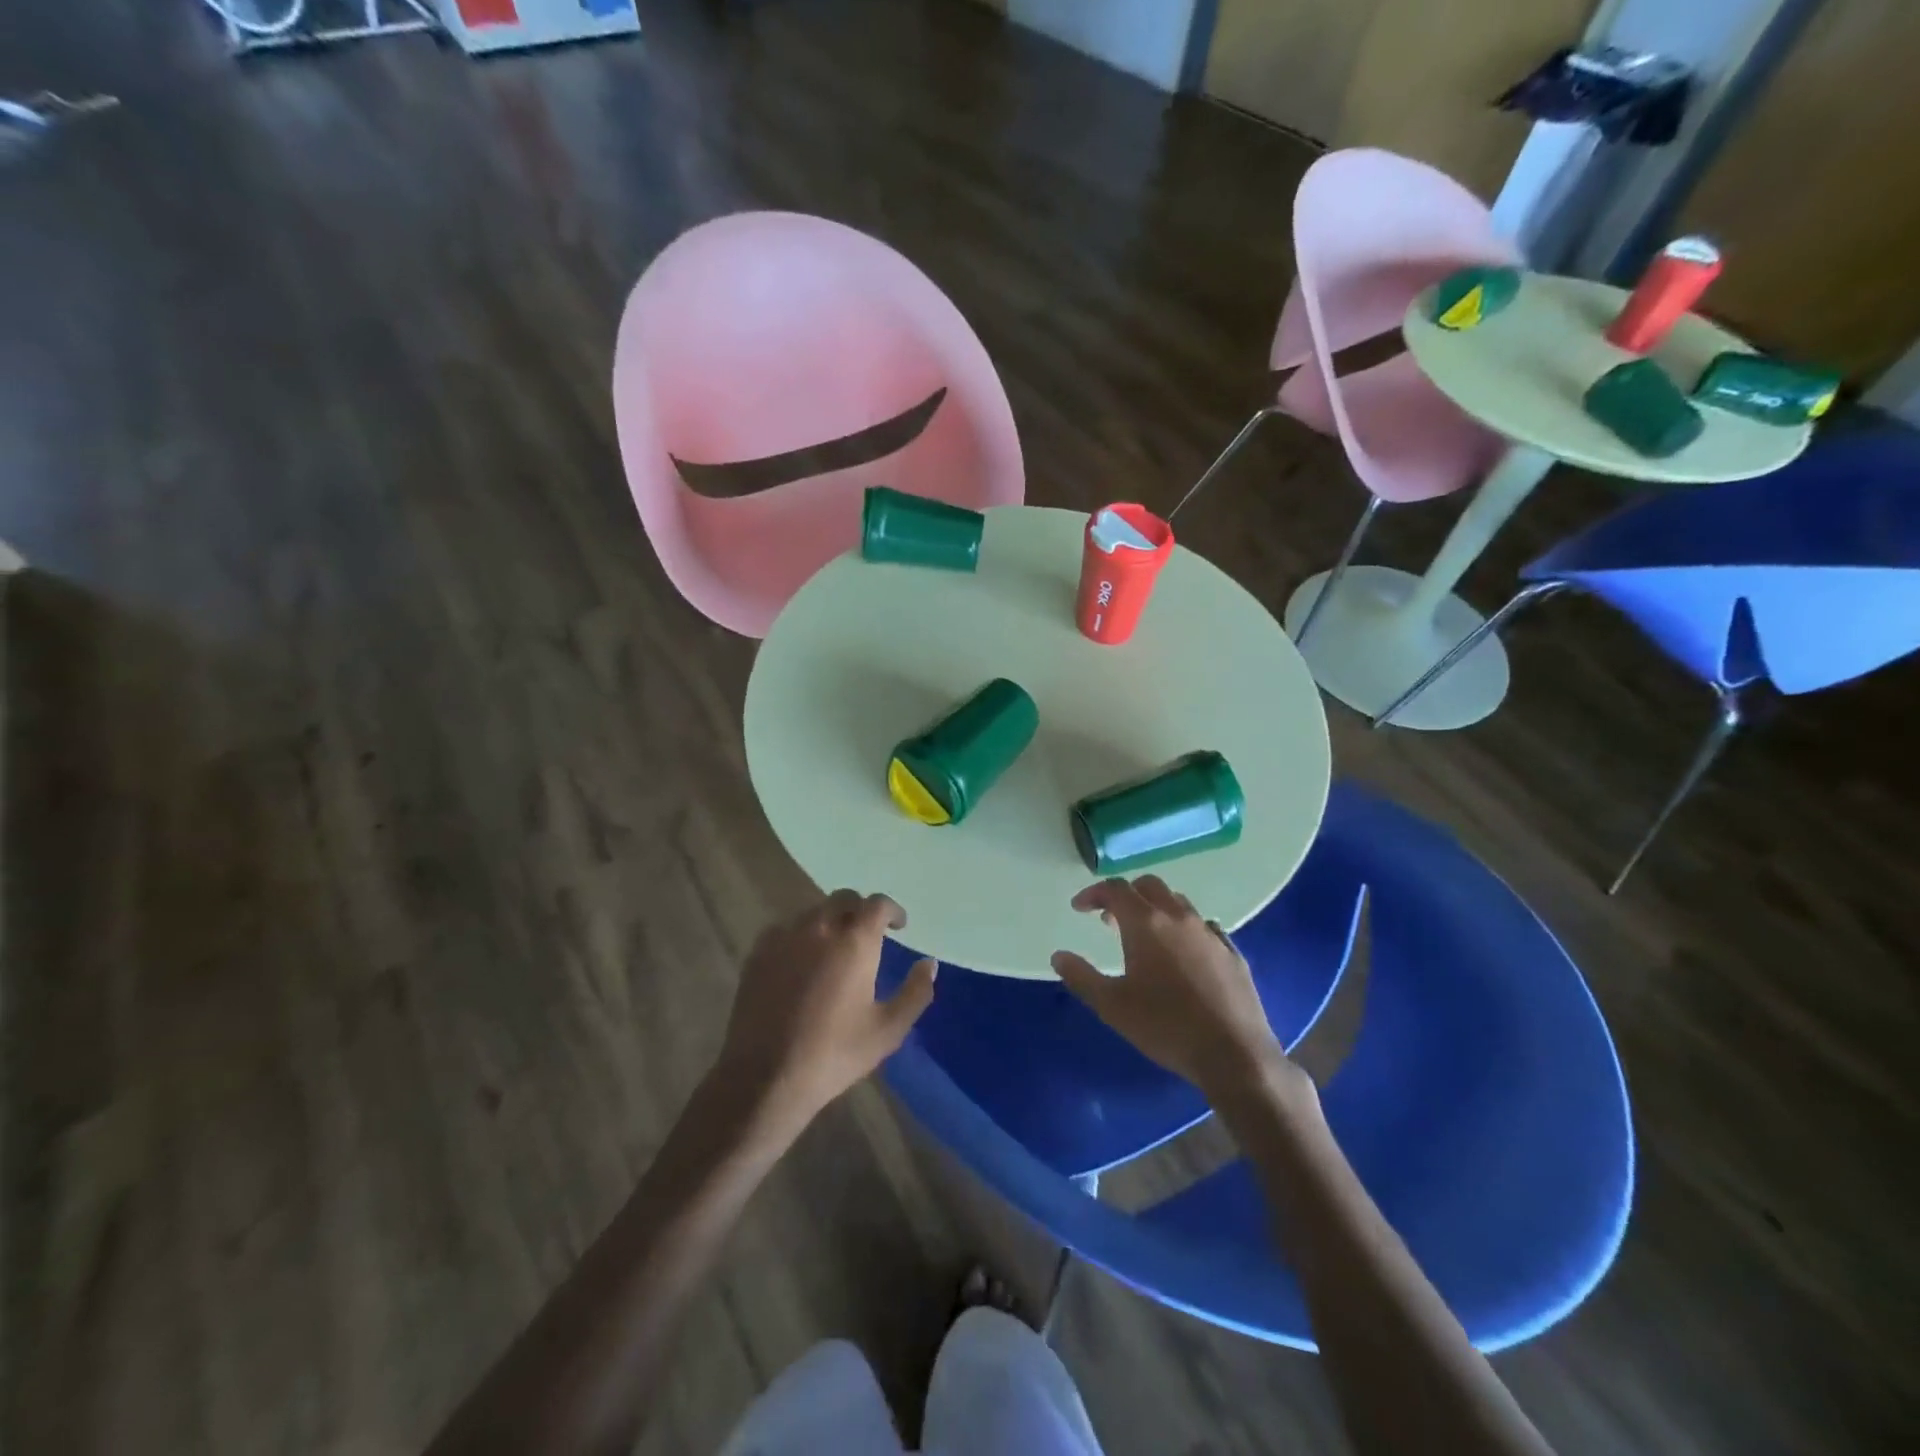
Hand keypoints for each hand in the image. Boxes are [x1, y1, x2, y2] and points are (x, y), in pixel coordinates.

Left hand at [715, 890, 936, 1126]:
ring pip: (813, 912)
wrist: (765, 1077)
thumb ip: (915, 992)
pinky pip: (785, 929)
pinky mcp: (758, 953)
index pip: (878, 904)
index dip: (892, 910)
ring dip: (830, 921)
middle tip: (868, 934)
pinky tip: (800, 961)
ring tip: (834, 948)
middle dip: (860, 910)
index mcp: (855, 942)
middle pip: (843, 899)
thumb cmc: (834, 1054)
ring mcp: (784, 937)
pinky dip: (800, 936)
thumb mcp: (888, 1030)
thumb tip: (929, 964)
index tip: (899, 926)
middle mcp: (819, 928)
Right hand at [1051, 875, 1291, 1098]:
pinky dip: (1186, 930)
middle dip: (1126, 896)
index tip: (1079, 908)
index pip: (1115, 889)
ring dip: (1157, 909)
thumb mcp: (1112, 1006)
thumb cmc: (1165, 1027)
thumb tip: (1059, 956)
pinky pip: (1205, 927)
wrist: (1234, 1054)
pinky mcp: (1232, 953)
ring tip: (1146, 936)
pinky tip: (1184, 954)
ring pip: (1179, 903)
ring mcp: (1210, 934)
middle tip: (1110, 920)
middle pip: (1149, 886)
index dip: (1093, 893)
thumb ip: (1081, 977)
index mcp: (1146, 923)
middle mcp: (1179, 918)